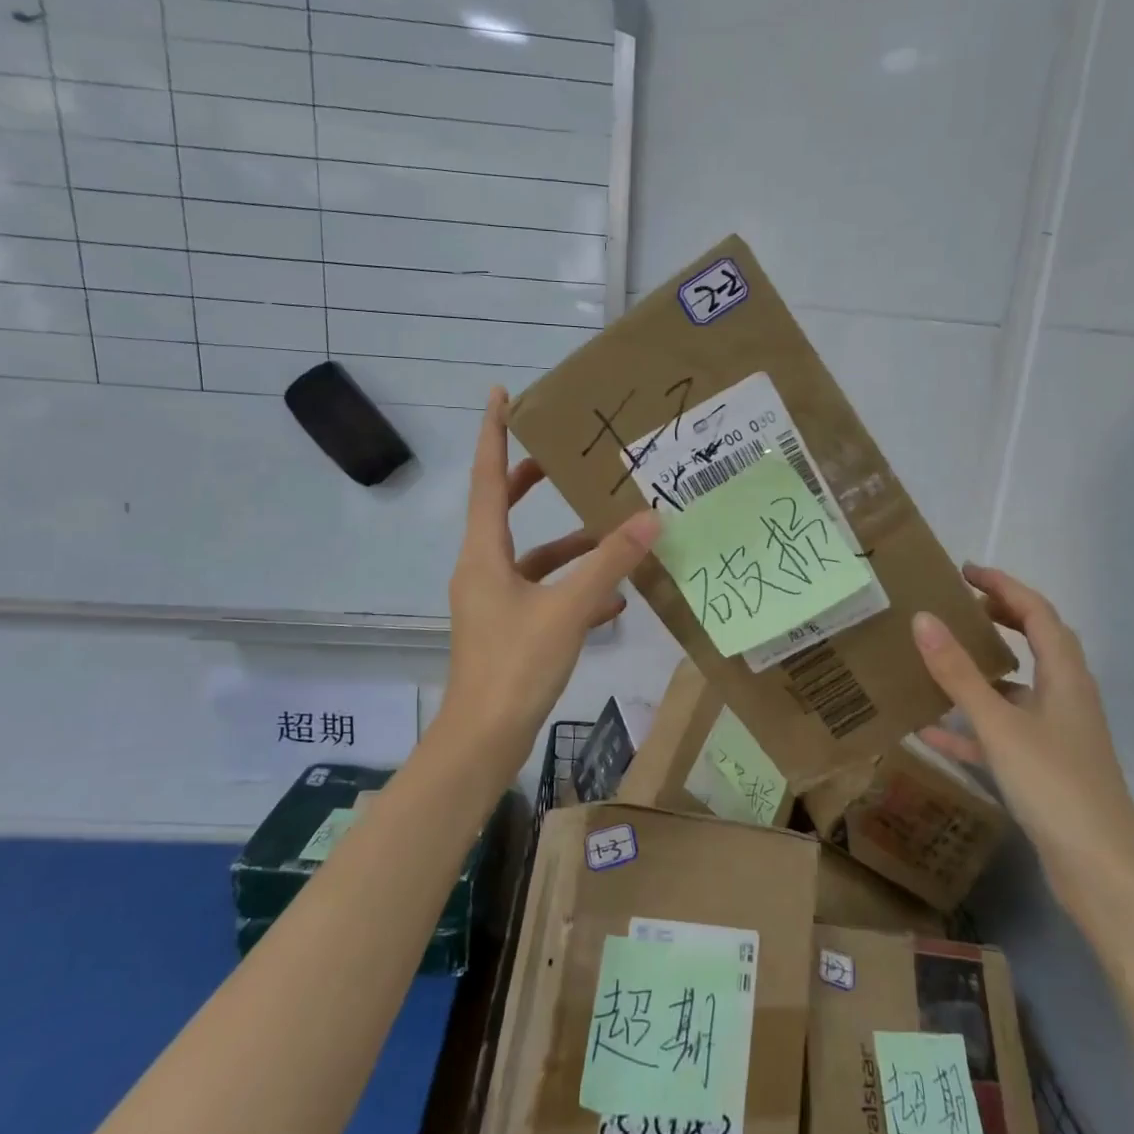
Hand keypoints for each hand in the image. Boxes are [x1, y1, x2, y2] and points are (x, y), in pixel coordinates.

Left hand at [436, 388, 660, 770]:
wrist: (485, 738)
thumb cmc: (516, 665)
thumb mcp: (568, 609)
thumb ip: (610, 563)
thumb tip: (650, 518)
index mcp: (484, 554)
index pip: (486, 479)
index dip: (492, 435)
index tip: (499, 395)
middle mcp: (482, 570)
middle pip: (502, 512)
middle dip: (529, 483)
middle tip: (562, 459)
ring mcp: (493, 602)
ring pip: (532, 558)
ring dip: (568, 547)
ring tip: (613, 536)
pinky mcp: (509, 629)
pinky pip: (543, 595)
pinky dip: (573, 589)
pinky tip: (615, 602)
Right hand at [912, 565, 1133, 905]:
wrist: (1102, 872)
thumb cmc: (1055, 786)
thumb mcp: (999, 725)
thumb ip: (959, 673)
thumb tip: (923, 619)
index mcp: (1066, 677)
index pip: (1038, 613)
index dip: (1004, 586)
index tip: (965, 571)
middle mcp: (1065, 699)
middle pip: (1035, 644)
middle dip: (999, 620)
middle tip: (956, 607)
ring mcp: (1056, 736)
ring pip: (1016, 690)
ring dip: (981, 672)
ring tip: (938, 661)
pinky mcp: (1043, 770)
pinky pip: (1000, 734)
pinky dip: (969, 727)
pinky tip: (930, 733)